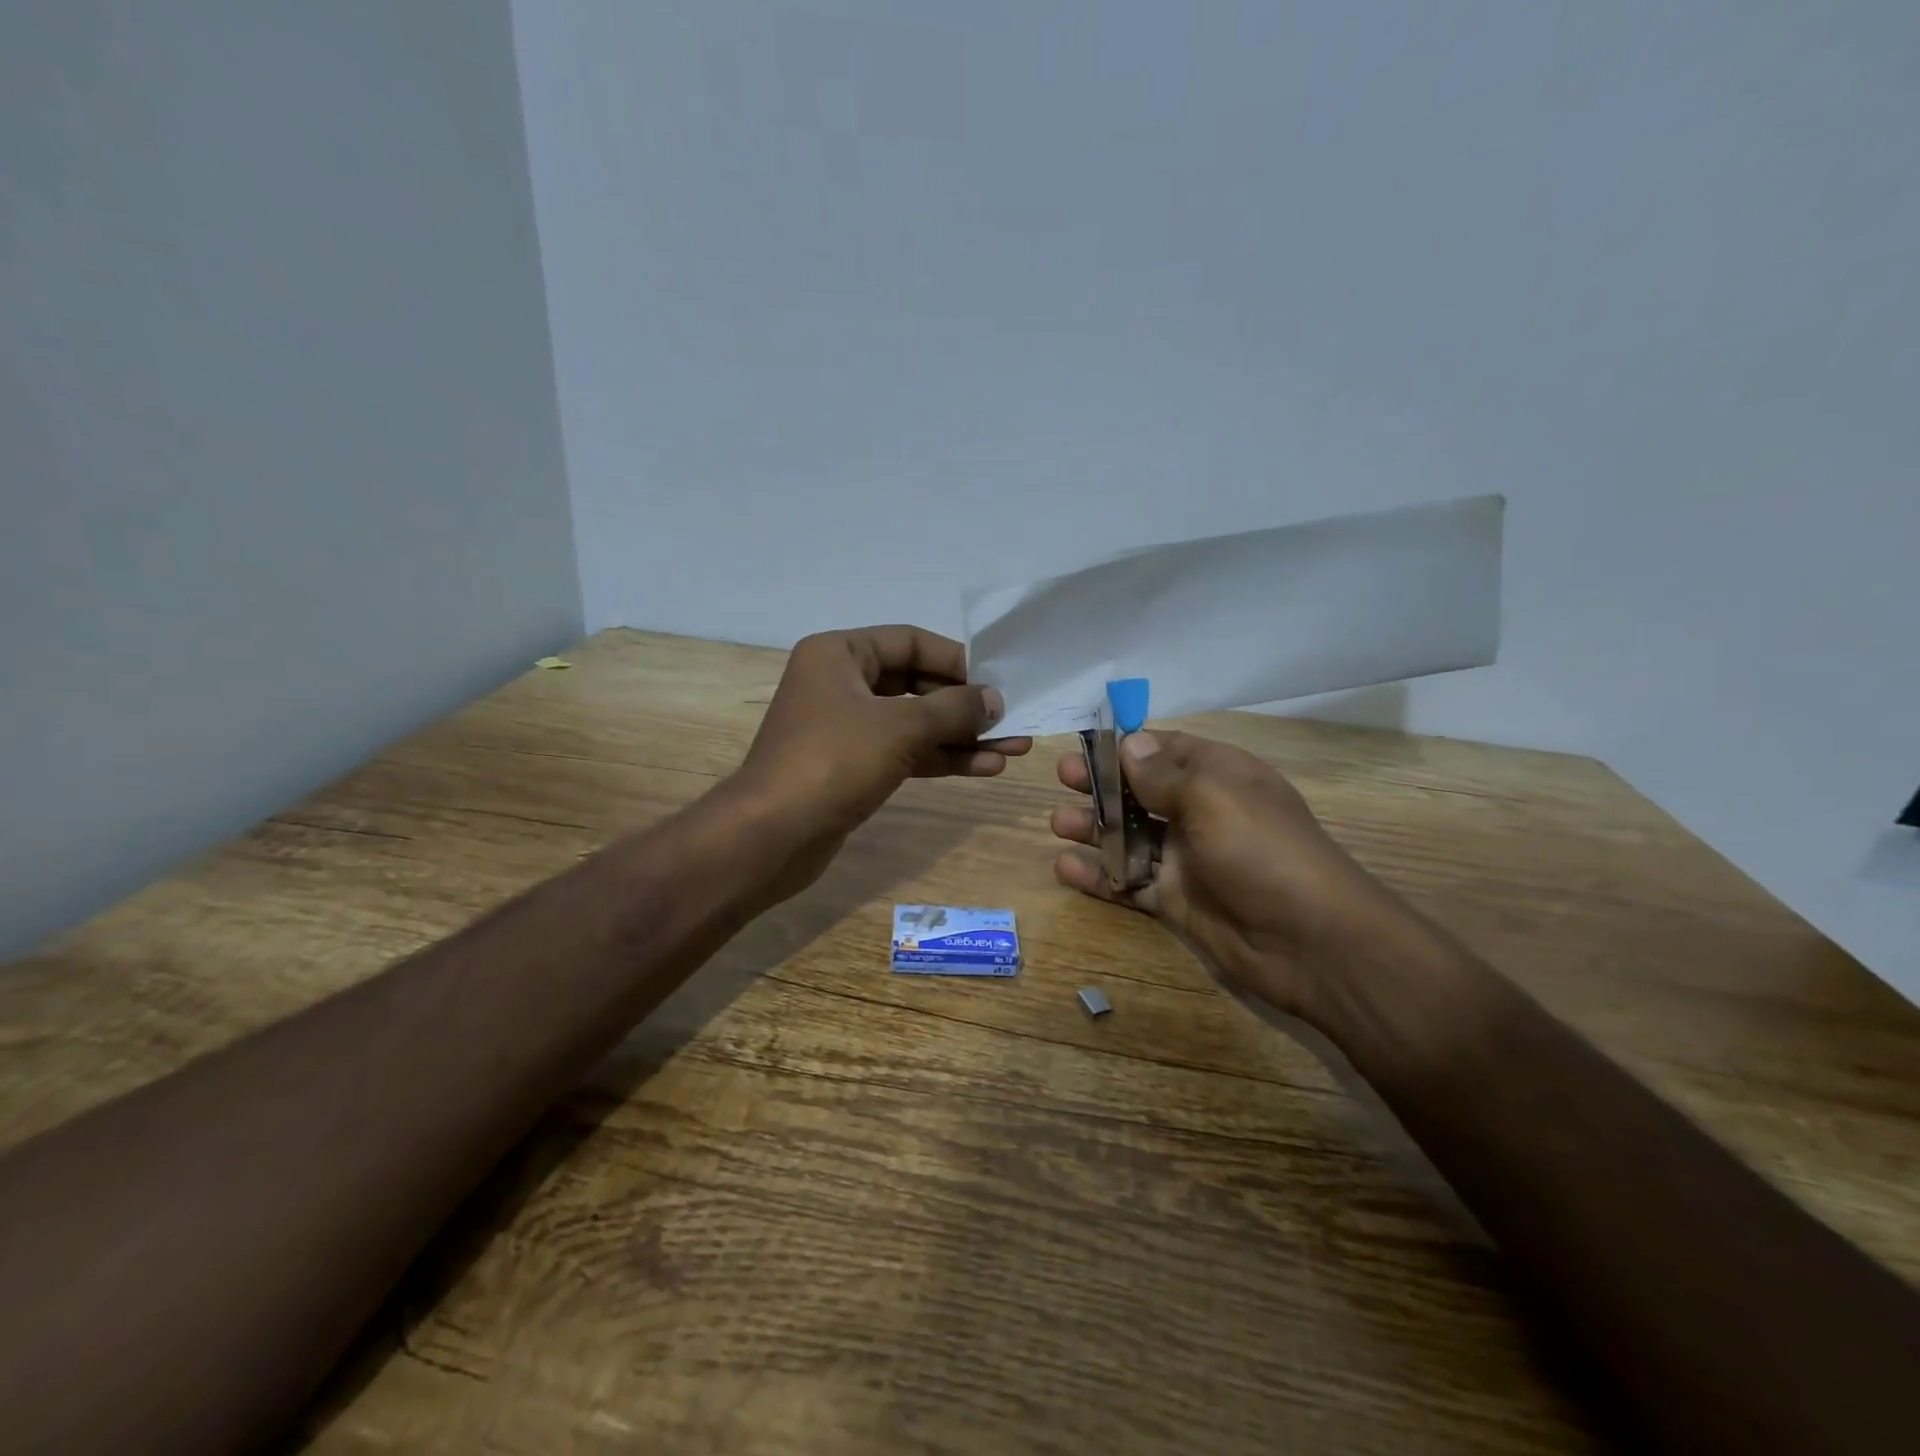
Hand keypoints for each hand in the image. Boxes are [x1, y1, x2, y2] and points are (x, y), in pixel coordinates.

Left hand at [734, 625, 1029, 894]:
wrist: (771, 836)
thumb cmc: (832, 762)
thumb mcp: (900, 727)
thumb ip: (953, 708)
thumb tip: (995, 700)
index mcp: (839, 654)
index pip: (911, 642)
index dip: (958, 660)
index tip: (999, 681)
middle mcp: (841, 683)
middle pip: (916, 683)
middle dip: (965, 705)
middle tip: (1013, 719)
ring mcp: (846, 728)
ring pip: (914, 723)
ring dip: (962, 736)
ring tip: (1013, 748)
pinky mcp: (852, 767)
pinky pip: (905, 752)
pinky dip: (941, 758)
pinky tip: (985, 767)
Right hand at [1050, 730, 1413, 1020]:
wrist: (1309, 940)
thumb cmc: (1260, 849)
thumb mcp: (1211, 796)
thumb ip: (1162, 774)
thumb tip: (1130, 742)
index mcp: (1218, 776)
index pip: (1166, 750)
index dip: (1127, 747)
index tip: (1086, 745)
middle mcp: (1201, 813)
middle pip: (1142, 792)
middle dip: (1102, 785)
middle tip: (1064, 779)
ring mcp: (1188, 859)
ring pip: (1130, 837)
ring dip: (1094, 828)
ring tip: (1058, 824)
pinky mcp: (1177, 901)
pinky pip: (1129, 883)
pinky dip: (1098, 876)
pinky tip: (1065, 868)